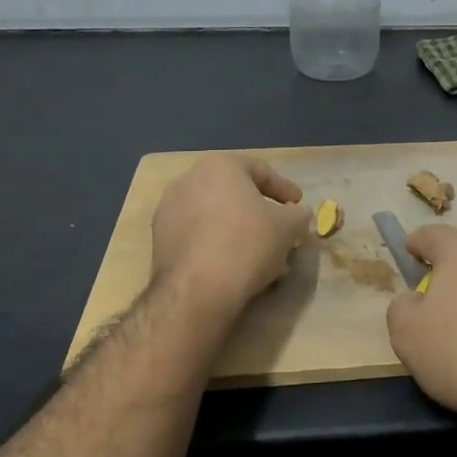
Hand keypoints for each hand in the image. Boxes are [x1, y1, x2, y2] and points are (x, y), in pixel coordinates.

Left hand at [152, 153, 310, 318]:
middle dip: (258, 209)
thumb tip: (296, 216)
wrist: (196, 290)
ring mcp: (168, 209)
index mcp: (219, 166)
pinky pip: (197, 234)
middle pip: (234, 192)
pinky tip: (233, 263)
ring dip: (237, 228)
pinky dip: (216, 243)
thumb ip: (297, 215)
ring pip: (214, 214)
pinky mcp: (158, 240)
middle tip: (279, 227)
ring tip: (258, 251)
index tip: (298, 205)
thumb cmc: (247, 244)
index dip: (284, 189)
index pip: (260, 171)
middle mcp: (188, 179)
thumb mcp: (288, 227)